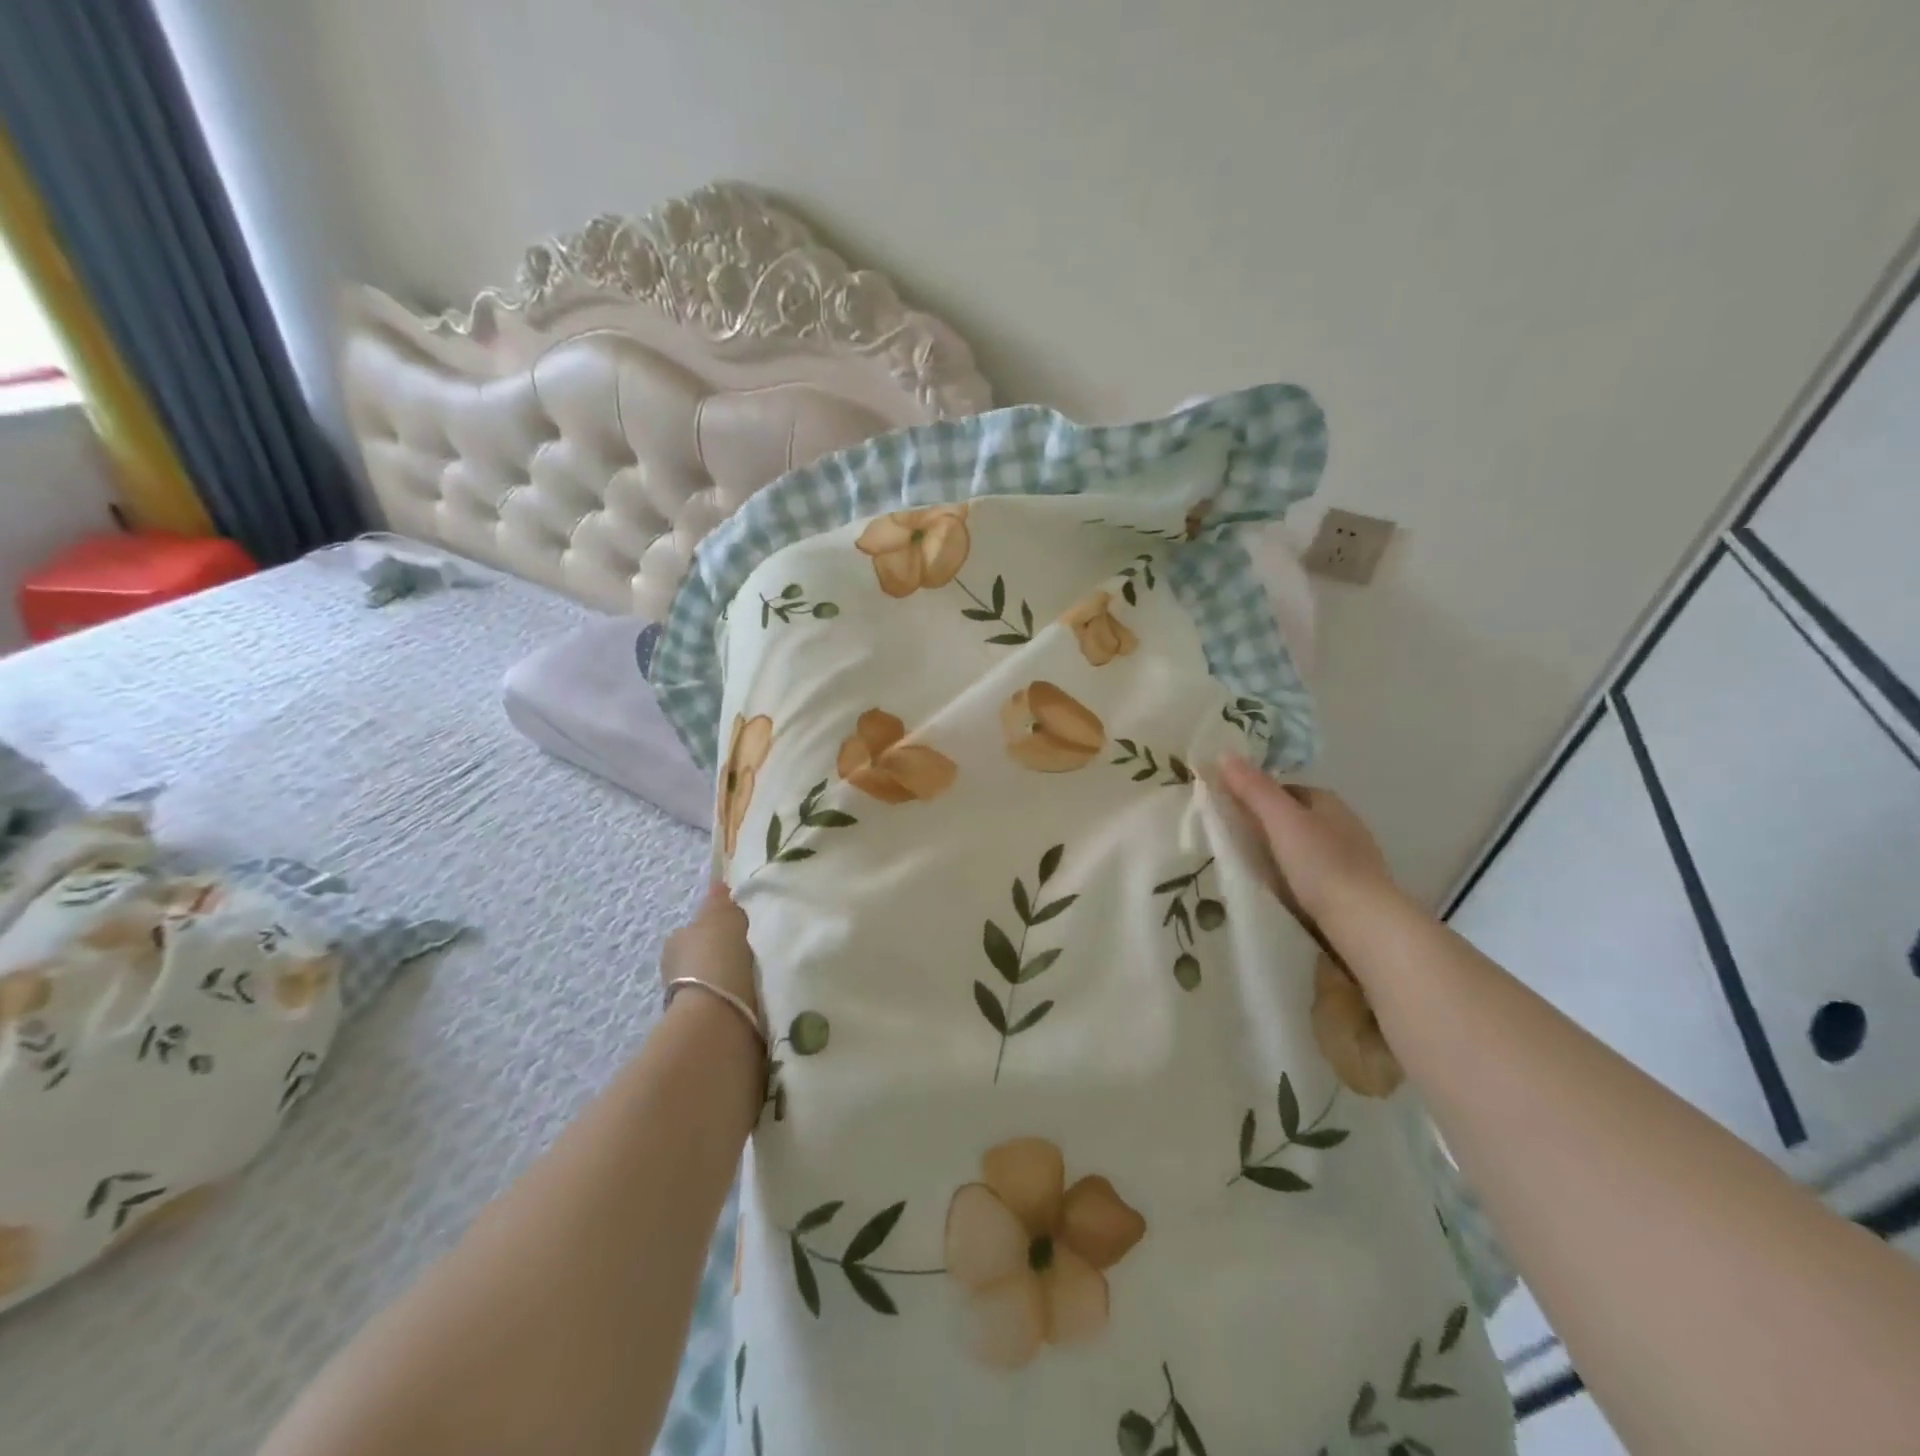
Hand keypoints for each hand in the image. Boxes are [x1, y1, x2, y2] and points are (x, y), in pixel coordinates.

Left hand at [659, 882, 758, 1013]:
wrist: (717, 1018)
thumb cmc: (717, 959)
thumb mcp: (723, 918)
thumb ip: (721, 901)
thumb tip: (718, 883)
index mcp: (677, 940)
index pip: (700, 926)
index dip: (722, 925)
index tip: (746, 927)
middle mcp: (676, 968)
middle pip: (708, 954)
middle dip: (728, 954)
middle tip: (759, 952)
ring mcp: (688, 999)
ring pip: (718, 980)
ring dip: (735, 979)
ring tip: (764, 978)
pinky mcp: (706, 1024)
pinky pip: (728, 1003)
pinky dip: (742, 1000)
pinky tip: (761, 998)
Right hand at [1216, 756, 1397, 928]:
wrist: (1364, 921)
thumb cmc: (1320, 863)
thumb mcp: (1280, 820)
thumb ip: (1253, 788)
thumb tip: (1224, 753)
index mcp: (1328, 801)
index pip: (1285, 789)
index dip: (1257, 797)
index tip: (1232, 814)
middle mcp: (1345, 823)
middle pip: (1296, 817)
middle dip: (1270, 826)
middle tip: (1238, 843)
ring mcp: (1353, 857)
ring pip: (1307, 846)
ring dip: (1284, 852)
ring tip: (1255, 869)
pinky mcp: (1354, 888)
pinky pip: (1316, 872)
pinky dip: (1298, 876)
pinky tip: (1284, 890)